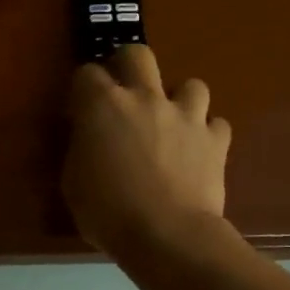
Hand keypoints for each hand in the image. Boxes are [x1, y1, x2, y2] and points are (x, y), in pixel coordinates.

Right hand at [63, 44, 230, 256]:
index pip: (86, 73)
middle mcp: (145, 98)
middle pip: (138, 54)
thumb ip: (82, 149)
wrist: (167, 235)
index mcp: (102, 105)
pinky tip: (198, 151)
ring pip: (191, 84)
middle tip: (125, 91)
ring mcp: (185, 116)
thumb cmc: (107, 212)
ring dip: (180, 99)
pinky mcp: (216, 140)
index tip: (81, 108)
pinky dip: (207, 134)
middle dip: (129, 65)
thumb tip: (90, 139)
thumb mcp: (74, 181)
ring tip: (172, 122)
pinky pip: (216, 124)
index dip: (83, 88)